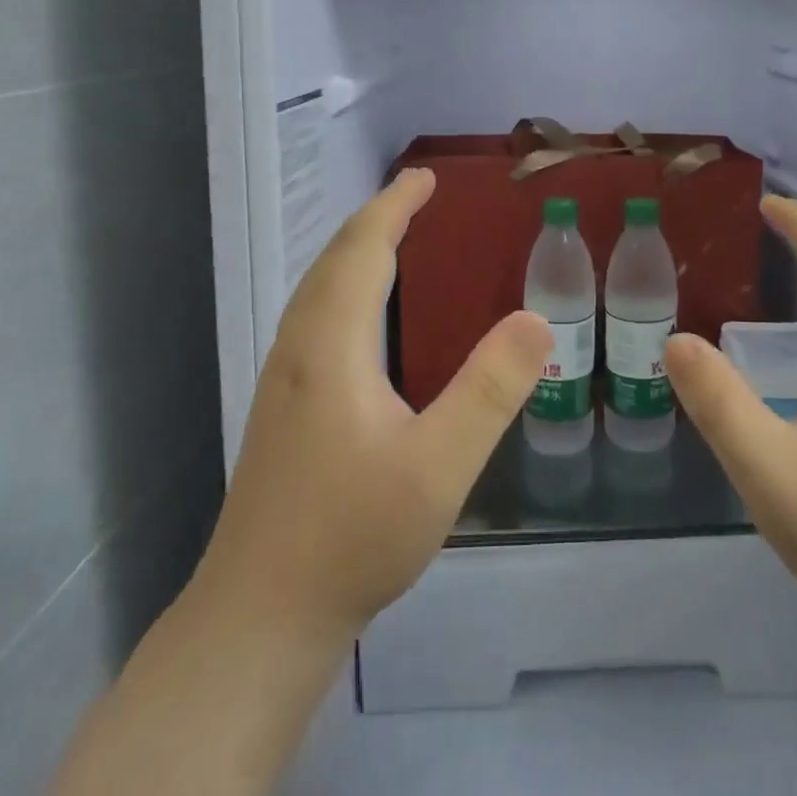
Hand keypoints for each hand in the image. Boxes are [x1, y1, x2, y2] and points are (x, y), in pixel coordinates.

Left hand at [191, 168, 551, 649]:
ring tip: (394, 238)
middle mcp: (300, 350)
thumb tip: (536, 318)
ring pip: (317, 291)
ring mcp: (285, 382)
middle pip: (333, 262)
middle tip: (416, 196)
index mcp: (331, 346)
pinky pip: (316, 319)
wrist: (260, 618)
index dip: (392, 208)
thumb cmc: (351, 536)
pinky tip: (365, 318)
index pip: (362, 251)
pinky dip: (345, 288)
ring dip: (355, 252)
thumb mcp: (438, 464)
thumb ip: (489, 389)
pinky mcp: (284, 411)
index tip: (425, 177)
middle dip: (374, 220)